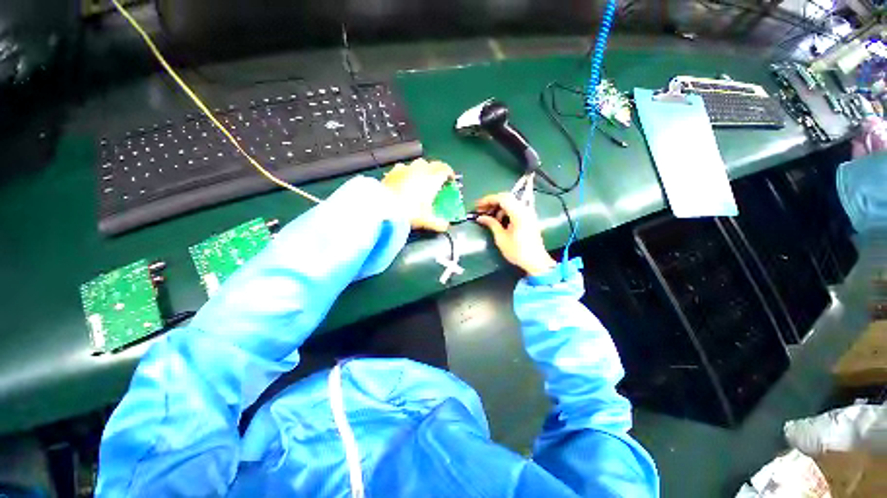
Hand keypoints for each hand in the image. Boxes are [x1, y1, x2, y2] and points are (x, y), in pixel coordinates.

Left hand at [382, 158, 454, 231]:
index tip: (450, 179)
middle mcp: (419, 170)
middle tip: (435, 182)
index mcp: (431, 178)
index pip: (445, 169)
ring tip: (419, 182)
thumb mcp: (426, 220)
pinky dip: (406, 174)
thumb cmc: (407, 211)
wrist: (382, 207)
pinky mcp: (391, 172)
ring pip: (416, 165)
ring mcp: (404, 169)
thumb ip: (439, 223)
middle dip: (435, 171)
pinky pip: (402, 169)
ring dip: (420, 171)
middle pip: (431, 165)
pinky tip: (403, 183)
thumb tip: (445, 226)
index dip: (449, 173)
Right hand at [475, 193, 555, 275]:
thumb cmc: (517, 251)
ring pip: (511, 202)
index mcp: (519, 213)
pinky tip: (499, 220)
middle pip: (506, 197)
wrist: (536, 261)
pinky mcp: (529, 218)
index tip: (478, 205)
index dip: (488, 200)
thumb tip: (480, 217)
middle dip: (492, 202)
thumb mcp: (501, 238)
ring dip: (498, 206)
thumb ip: (491, 224)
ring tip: (488, 216)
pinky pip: (515, 208)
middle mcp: (525, 209)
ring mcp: (528, 213)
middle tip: (481, 209)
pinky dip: (505, 210)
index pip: (502, 198)